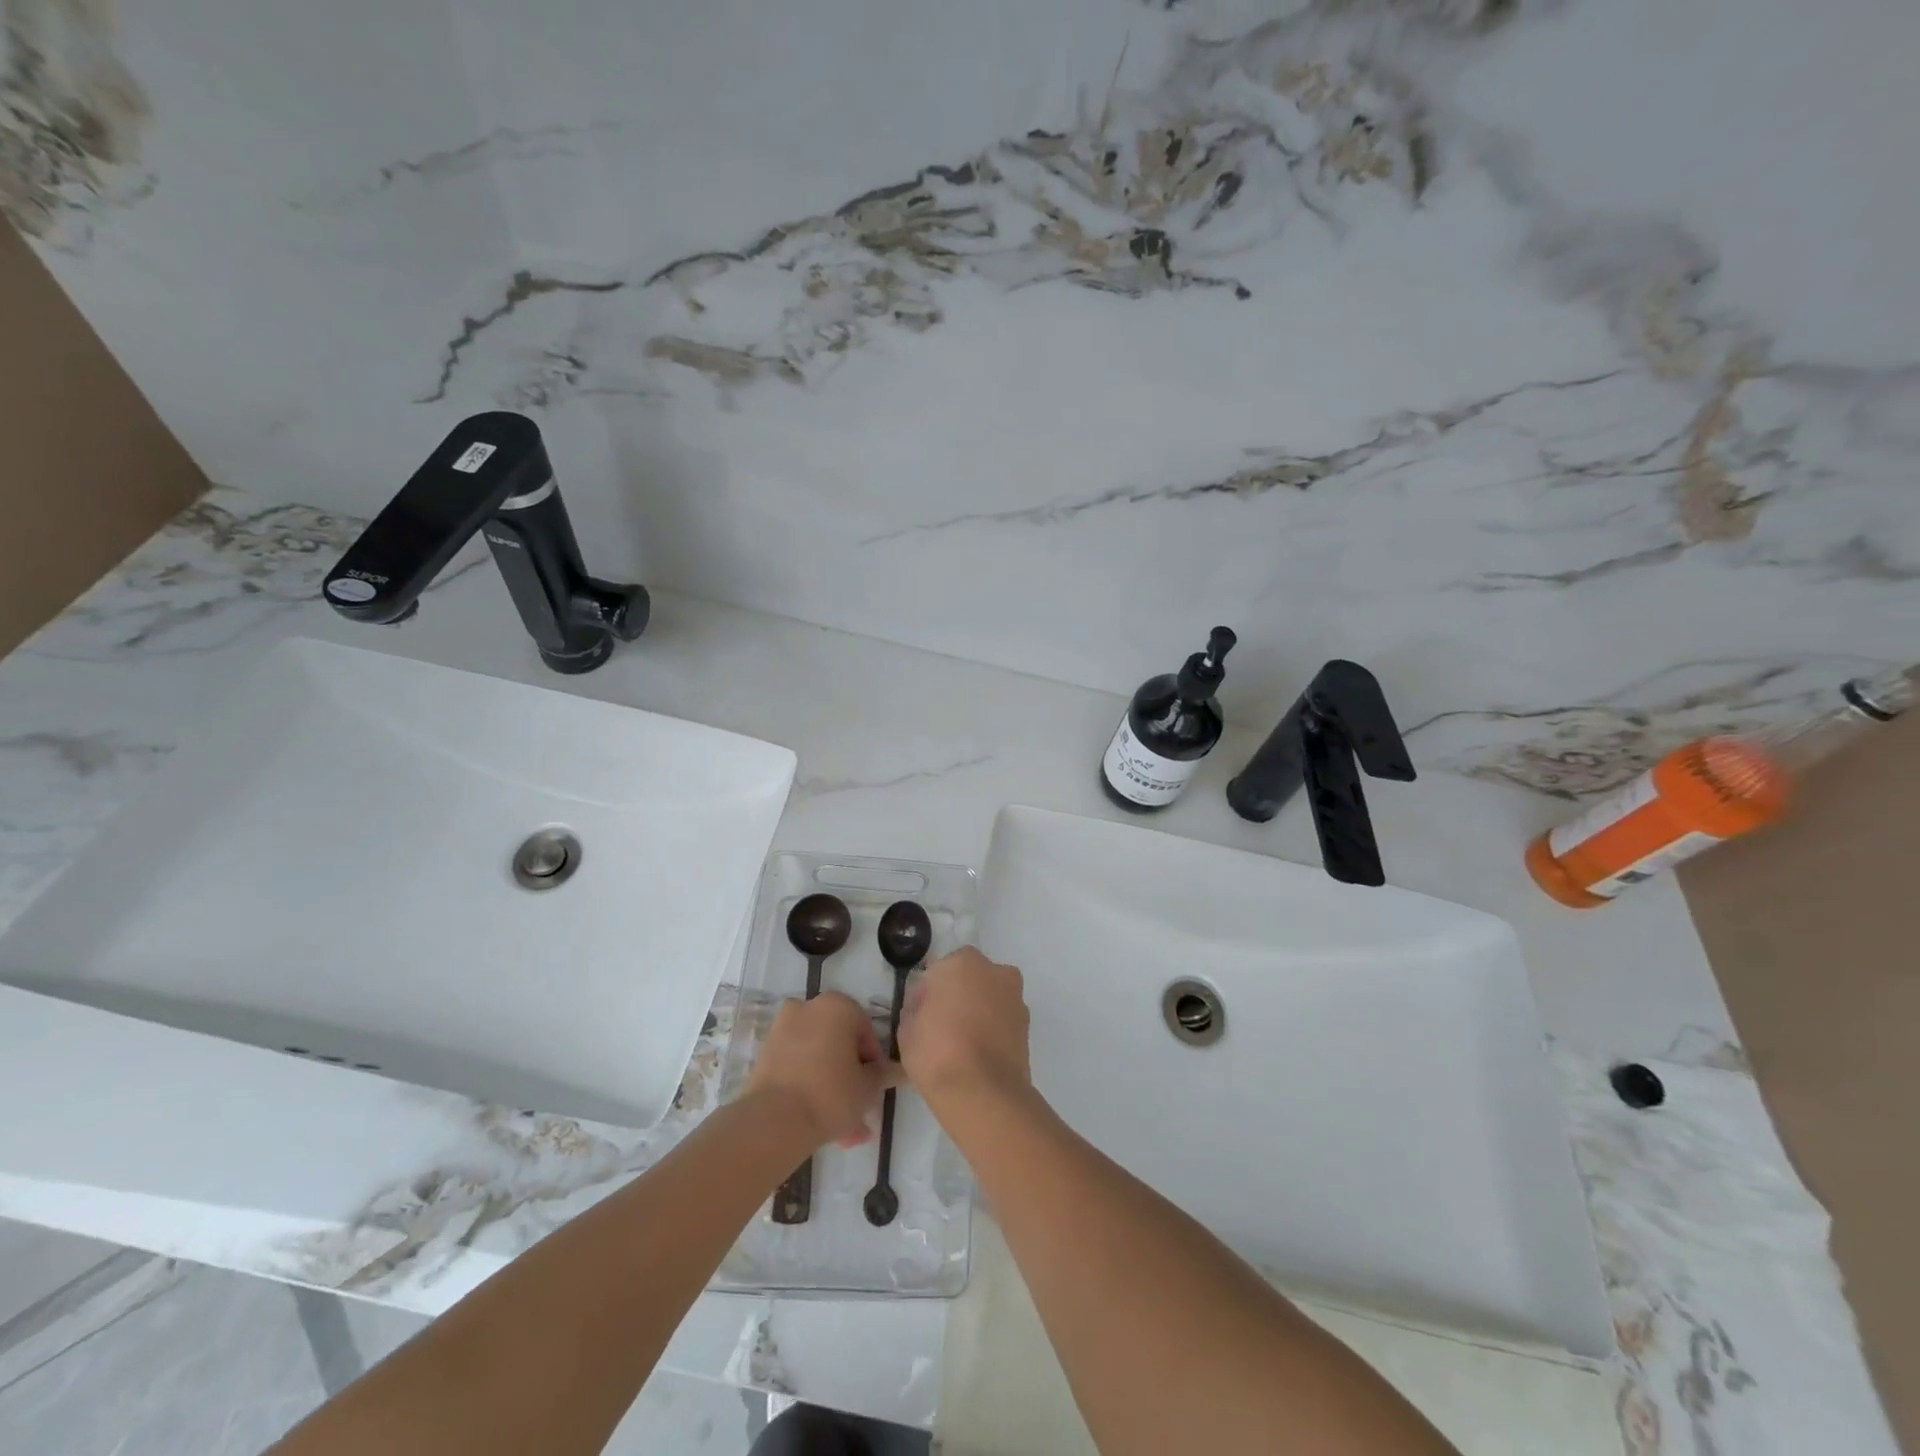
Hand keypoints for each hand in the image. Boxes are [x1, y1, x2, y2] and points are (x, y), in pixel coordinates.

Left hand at [747, 992, 904, 1149]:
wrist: (775, 1120)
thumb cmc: (832, 1093)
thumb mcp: (868, 1087)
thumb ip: (884, 1074)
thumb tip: (900, 1069)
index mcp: (838, 1006)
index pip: (866, 1031)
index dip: (874, 1062)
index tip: (875, 1087)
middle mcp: (809, 1007)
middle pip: (839, 1044)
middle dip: (851, 1078)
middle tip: (860, 1109)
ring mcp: (783, 1029)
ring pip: (818, 1059)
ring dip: (832, 1088)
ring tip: (845, 1132)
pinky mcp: (766, 1053)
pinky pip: (798, 1067)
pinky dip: (809, 1087)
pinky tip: (821, 1124)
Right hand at [898, 947, 1031, 1114]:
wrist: (982, 1093)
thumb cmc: (936, 1052)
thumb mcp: (906, 1028)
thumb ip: (917, 1005)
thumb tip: (927, 1004)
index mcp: (962, 962)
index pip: (941, 969)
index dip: (931, 991)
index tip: (924, 1014)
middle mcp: (994, 971)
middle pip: (971, 978)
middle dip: (960, 995)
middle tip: (944, 1027)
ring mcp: (1015, 997)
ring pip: (991, 997)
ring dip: (980, 1011)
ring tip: (964, 1045)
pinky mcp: (1028, 1025)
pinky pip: (1004, 1019)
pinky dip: (994, 1030)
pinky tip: (981, 1054)